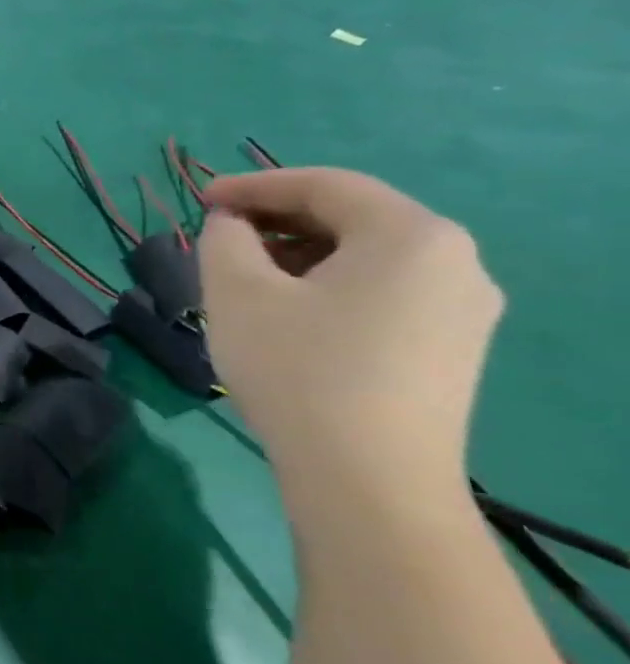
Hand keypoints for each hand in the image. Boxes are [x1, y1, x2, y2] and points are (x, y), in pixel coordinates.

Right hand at [199, 168, 503, 509]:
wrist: (368, 478)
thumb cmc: (297, 368)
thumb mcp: (236, 290)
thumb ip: (225, 237)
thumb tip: (233, 225)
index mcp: (412, 235)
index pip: (324, 185)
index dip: (254, 185)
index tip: (200, 198)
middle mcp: (455, 262)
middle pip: (352, 218)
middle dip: (277, 220)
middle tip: (218, 234)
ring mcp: (462, 310)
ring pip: (366, 258)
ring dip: (299, 254)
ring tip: (244, 275)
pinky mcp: (451, 350)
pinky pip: (382, 293)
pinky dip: (328, 286)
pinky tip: (287, 312)